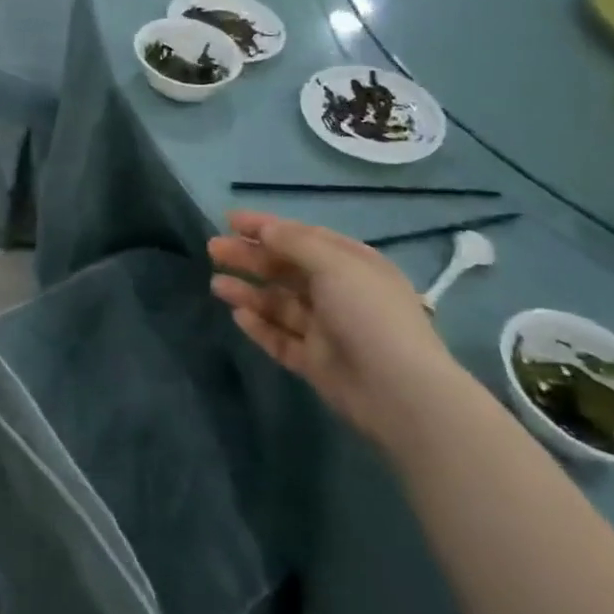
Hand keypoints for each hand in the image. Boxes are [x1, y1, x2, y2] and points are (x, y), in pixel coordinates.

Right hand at [210, 212, 466, 450]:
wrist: (400, 393)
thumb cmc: (369, 314)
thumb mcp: (334, 264)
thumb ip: (294, 243)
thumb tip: (265, 228)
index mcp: (351, 264)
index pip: (302, 237)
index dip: (266, 227)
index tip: (229, 221)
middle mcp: (338, 292)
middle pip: (285, 269)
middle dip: (250, 258)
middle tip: (213, 249)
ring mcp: (327, 329)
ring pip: (279, 304)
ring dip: (248, 291)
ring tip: (216, 285)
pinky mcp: (316, 362)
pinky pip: (281, 338)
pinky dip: (260, 326)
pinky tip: (238, 316)